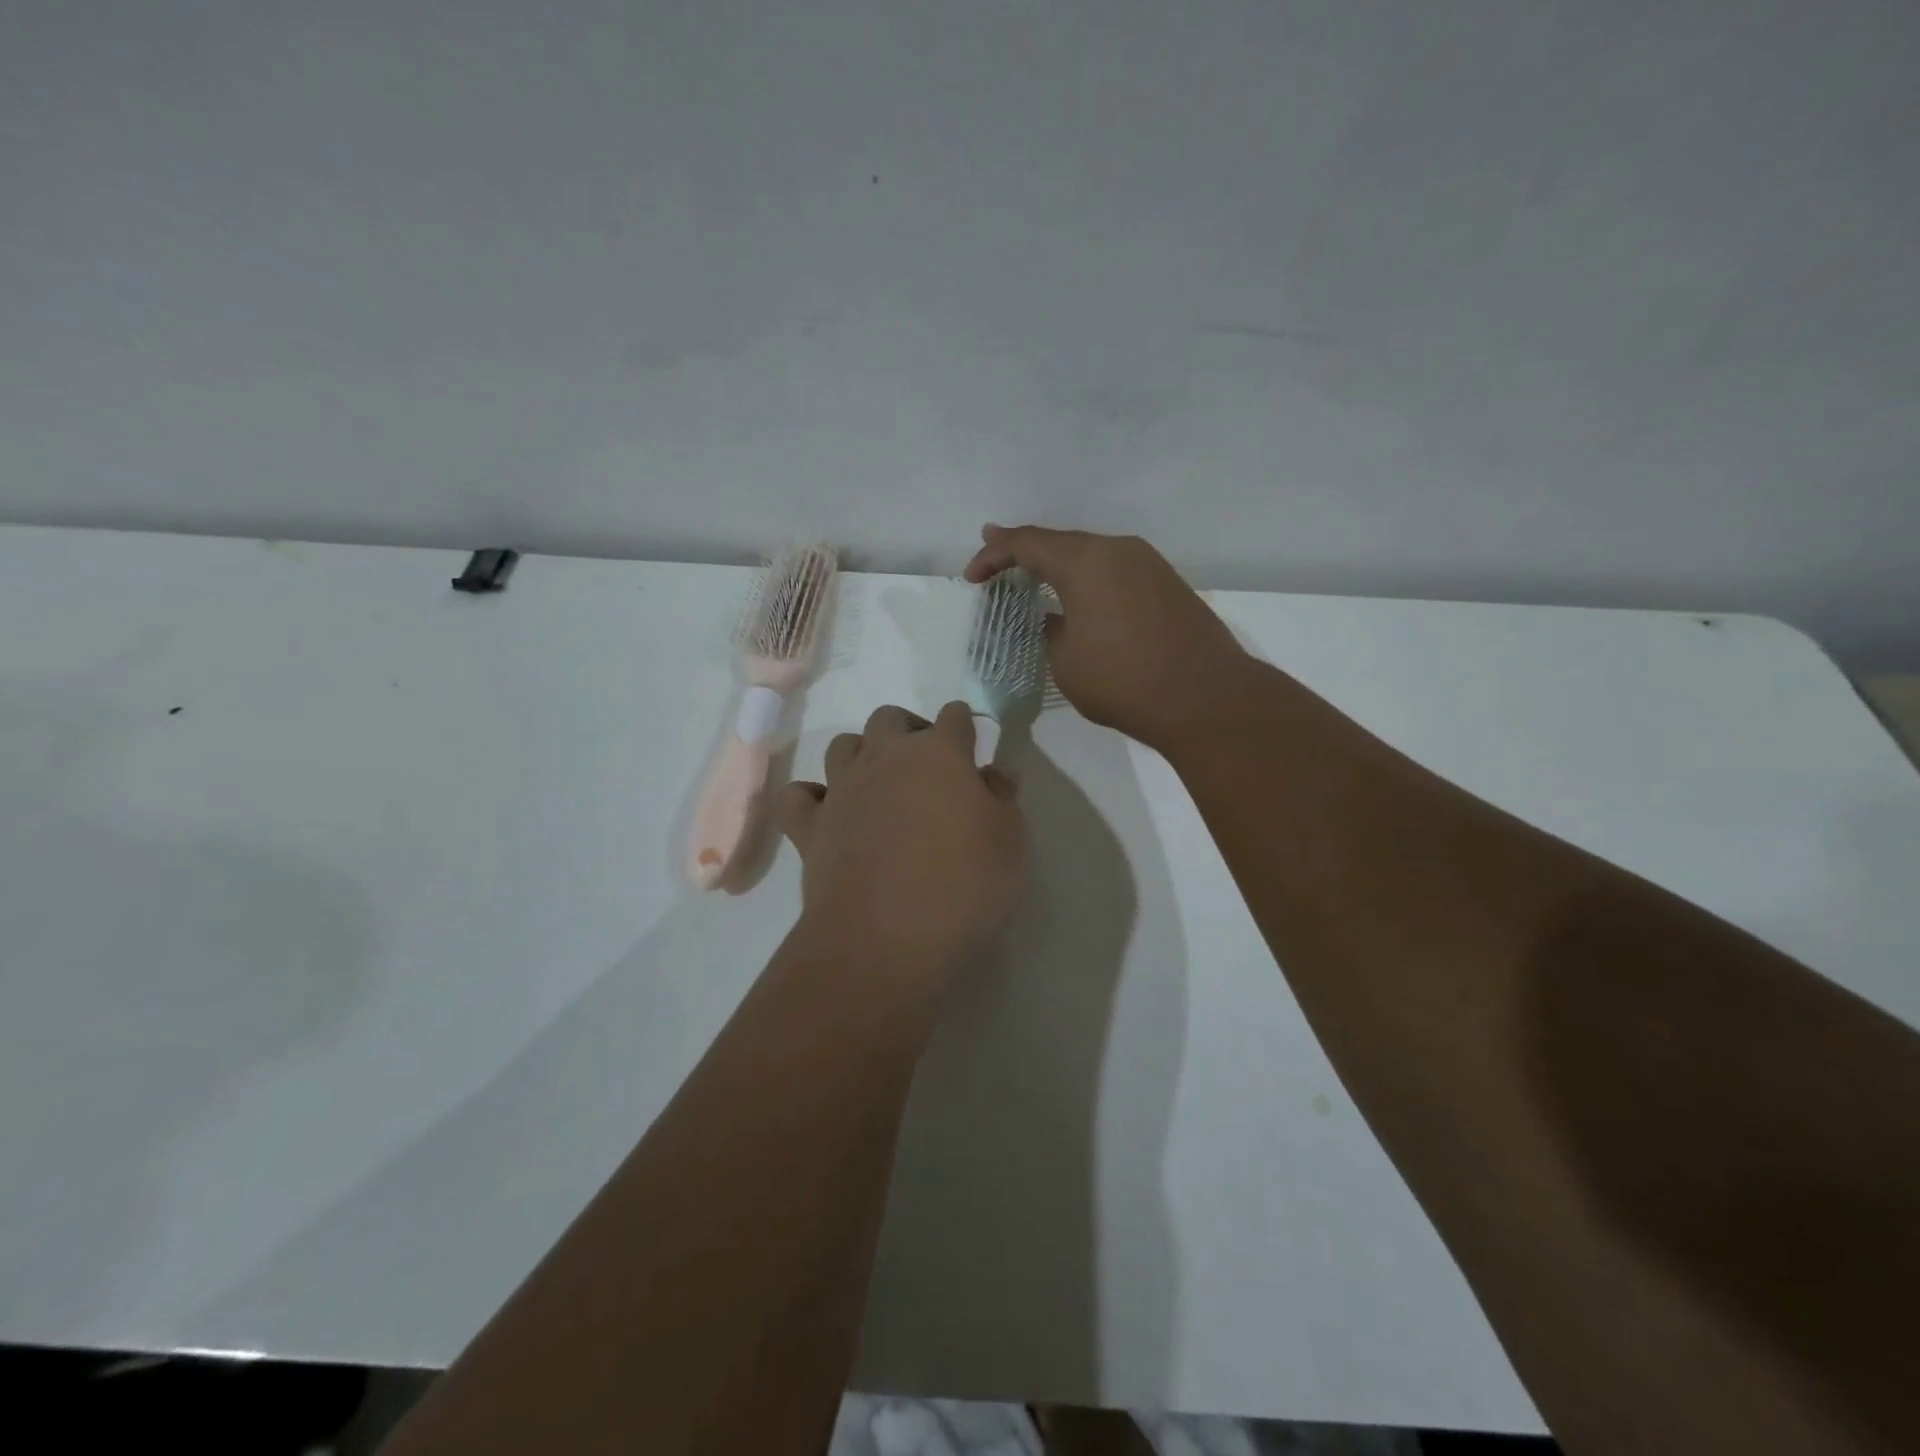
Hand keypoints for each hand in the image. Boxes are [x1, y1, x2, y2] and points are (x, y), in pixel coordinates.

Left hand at [776, 702, 1024, 982]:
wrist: (886, 937)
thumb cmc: (963, 885)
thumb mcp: (1009, 843)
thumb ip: (1003, 798)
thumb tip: (996, 771)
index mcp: (939, 754)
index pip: (955, 716)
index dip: (965, 726)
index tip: (971, 746)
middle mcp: (885, 758)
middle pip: (890, 718)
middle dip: (908, 730)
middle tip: (926, 767)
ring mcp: (842, 789)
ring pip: (842, 745)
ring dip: (860, 754)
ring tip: (878, 785)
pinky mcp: (809, 826)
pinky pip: (797, 796)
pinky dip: (810, 798)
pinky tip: (827, 814)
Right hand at [964, 524, 1250, 753]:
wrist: (1206, 698)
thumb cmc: (1124, 681)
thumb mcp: (1066, 661)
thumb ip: (1051, 630)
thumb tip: (1057, 619)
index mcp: (1085, 561)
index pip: (1026, 543)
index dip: (993, 555)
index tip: (971, 576)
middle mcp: (1118, 550)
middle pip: (1061, 541)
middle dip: (1024, 551)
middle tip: (996, 561)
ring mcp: (1149, 564)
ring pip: (1092, 554)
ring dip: (1059, 565)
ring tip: (1034, 575)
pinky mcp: (1168, 584)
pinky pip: (1116, 570)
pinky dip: (1089, 578)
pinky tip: (1081, 597)